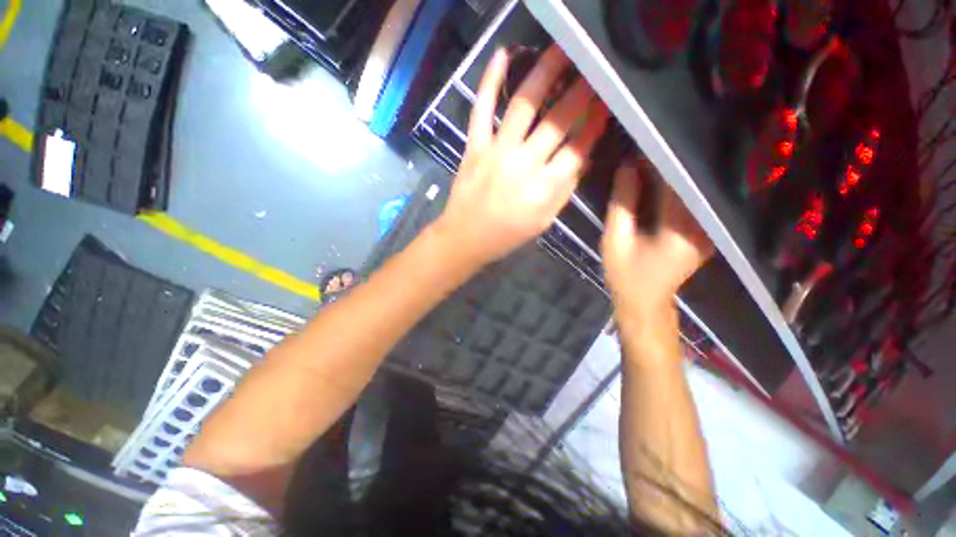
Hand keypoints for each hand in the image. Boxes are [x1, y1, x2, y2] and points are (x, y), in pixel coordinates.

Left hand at [434, 45, 609, 268]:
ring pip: (524, 105)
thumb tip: (582, 157)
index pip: (577, 150)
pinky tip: (503, 55)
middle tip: (594, 69)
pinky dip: (490, 80)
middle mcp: (523, 166)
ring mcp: (496, 153)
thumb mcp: (544, 221)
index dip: (595, 125)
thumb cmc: (507, 235)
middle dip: (580, 92)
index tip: (607, 104)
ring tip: (562, 50)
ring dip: (545, 72)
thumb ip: (564, 190)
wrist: (466, 237)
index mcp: (543, 190)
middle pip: (557, 121)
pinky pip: (482, 109)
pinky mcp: (474, 147)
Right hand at [602, 159, 712, 330]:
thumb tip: (626, 166)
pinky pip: (693, 200)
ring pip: (695, 189)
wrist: (644, 301)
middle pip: (691, 182)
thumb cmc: (625, 274)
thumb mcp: (614, 240)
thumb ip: (622, 203)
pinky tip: (662, 178)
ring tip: (652, 156)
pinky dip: (678, 187)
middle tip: (646, 145)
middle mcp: (704, 227)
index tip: (643, 143)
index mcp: (680, 231)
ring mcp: (708, 229)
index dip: (660, 160)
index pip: (677, 183)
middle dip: (669, 162)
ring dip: (674, 172)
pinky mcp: (704, 231)